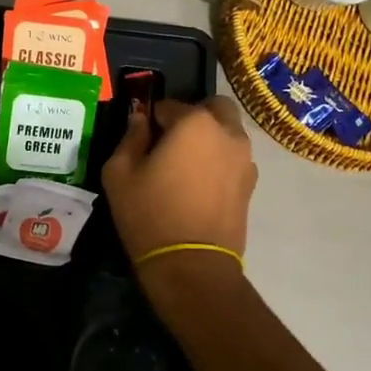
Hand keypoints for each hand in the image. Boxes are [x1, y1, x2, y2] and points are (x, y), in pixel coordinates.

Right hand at [102, 97, 257, 269]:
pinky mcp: (251, 185)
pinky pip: (234, 160)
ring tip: (186, 167)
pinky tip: (200, 186)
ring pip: (228, 134)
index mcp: (194, 122)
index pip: (169, 105)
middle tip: (170, 142)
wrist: (191, 265)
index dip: (152, 118)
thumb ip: (131, 137)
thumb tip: (140, 120)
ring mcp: (245, 160)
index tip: (141, 137)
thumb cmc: (149, 213)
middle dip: (193, 116)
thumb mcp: (119, 172)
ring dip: (210, 138)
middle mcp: (227, 133)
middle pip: (213, 109)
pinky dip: (219, 162)